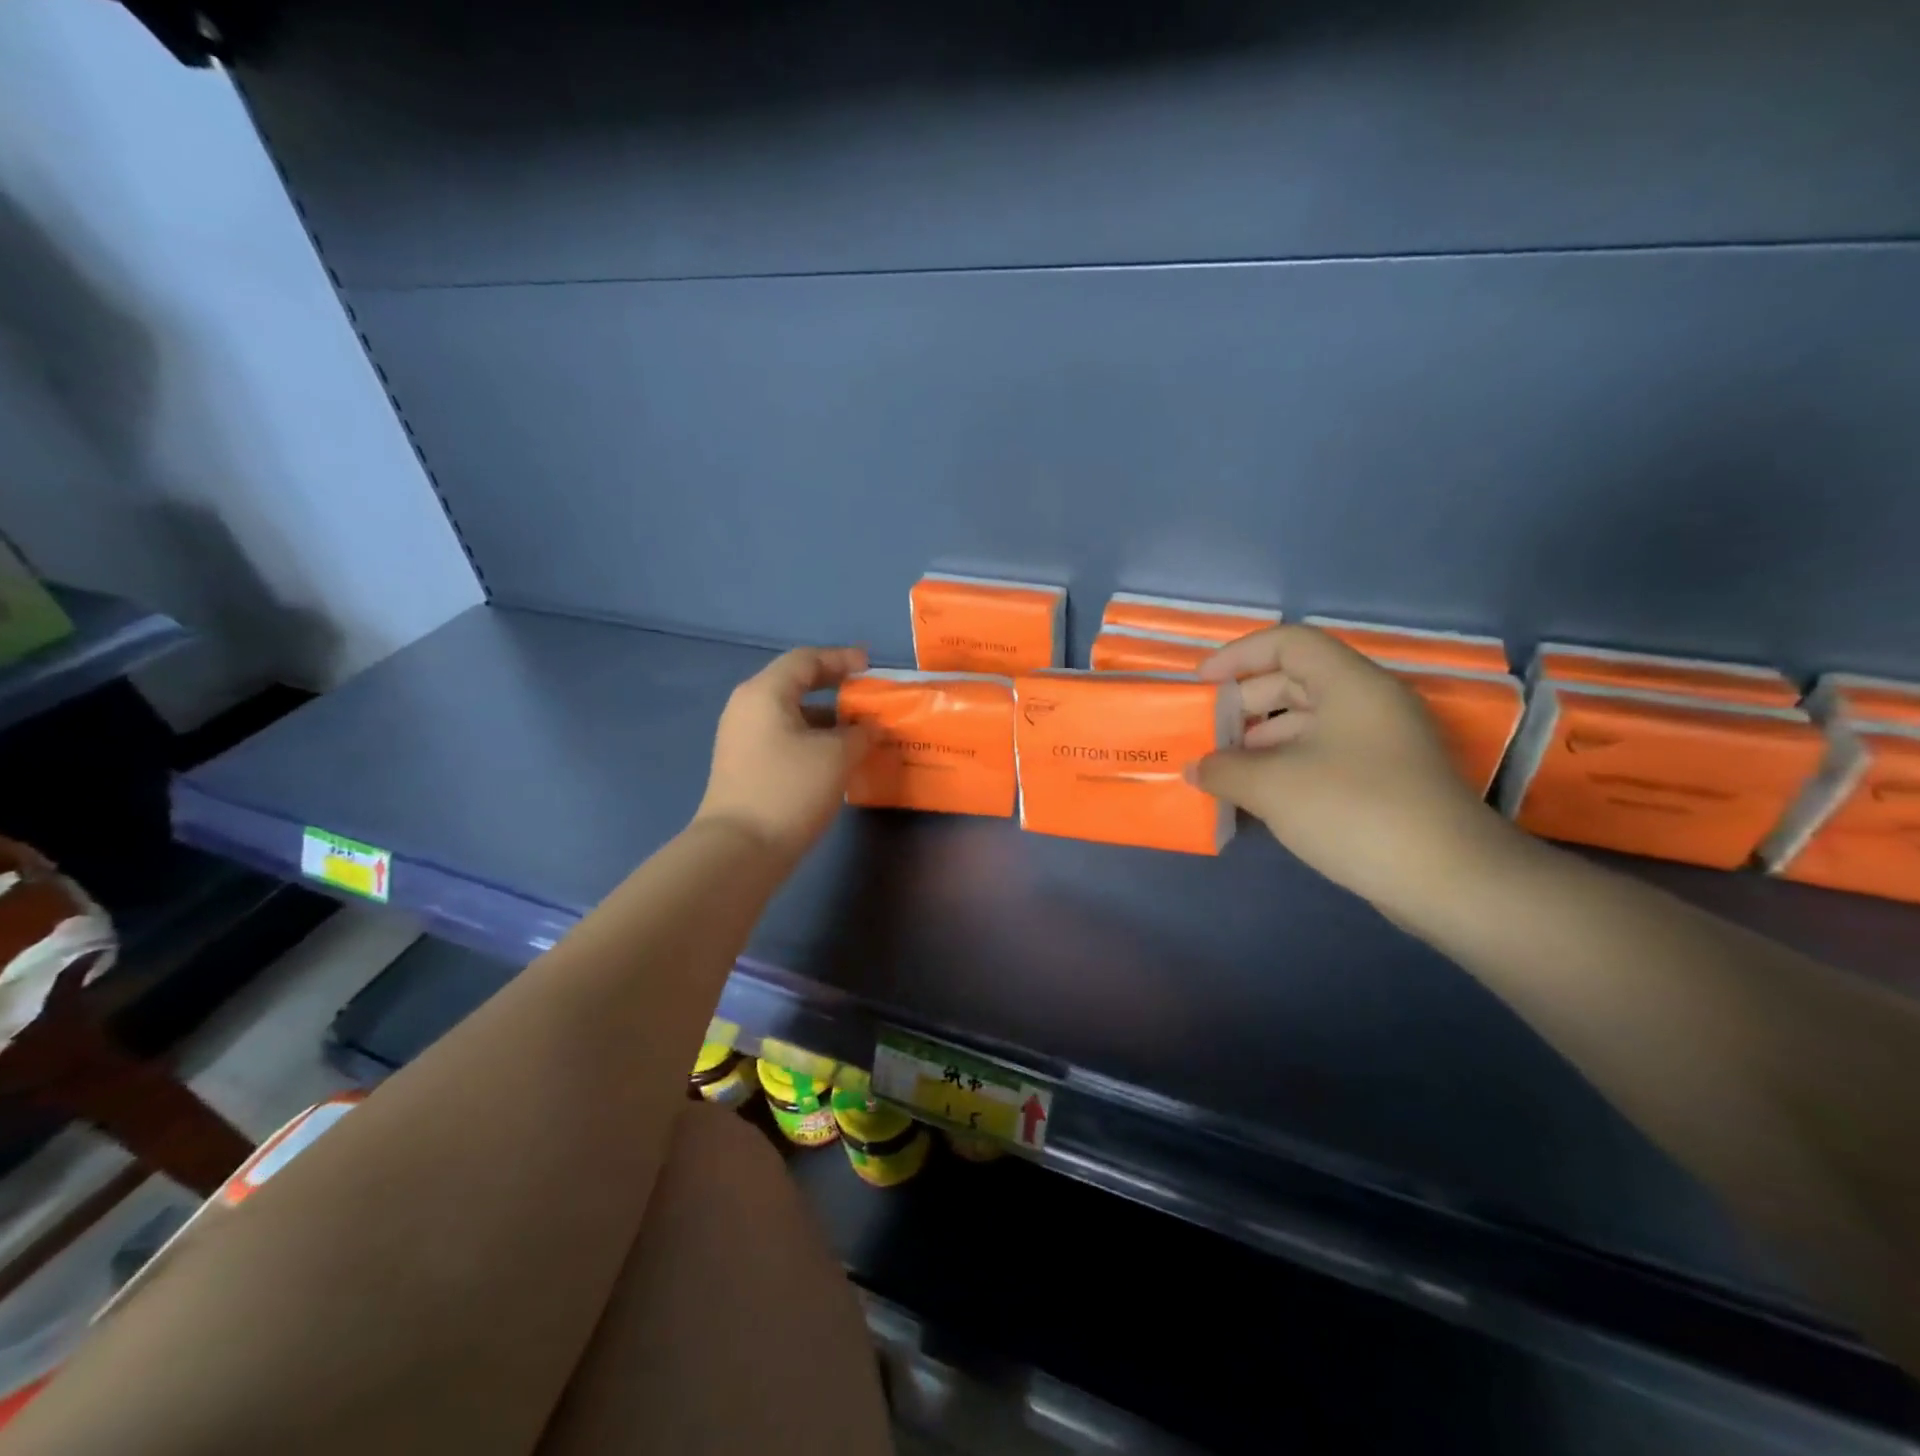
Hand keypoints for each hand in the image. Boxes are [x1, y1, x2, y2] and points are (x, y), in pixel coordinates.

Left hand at [694, 647, 875, 864]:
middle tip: (865, 694)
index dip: (841, 658)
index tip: (870, 666)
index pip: (806, 660)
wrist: (740, 849)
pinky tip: (835, 758)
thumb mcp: (836, 757)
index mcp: (765, 693)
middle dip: (834, 687)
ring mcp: (742, 738)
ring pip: (790, 714)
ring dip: (826, 718)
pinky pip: (784, 737)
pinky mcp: (744, 765)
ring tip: (859, 731)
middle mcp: (748, 707)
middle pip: (795, 684)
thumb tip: (871, 727)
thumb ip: (860, 734)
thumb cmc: (789, 790)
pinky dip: (812, 738)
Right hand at [1191, 626, 1515, 907]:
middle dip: (1244, 705)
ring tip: (1222, 770)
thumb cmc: (1354, 811)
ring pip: (1308, 723)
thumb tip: (1195, 768)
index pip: (1288, 643)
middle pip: (1296, 682)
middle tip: (1206, 733)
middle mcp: (1369, 704)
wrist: (1447, 880)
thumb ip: (1223, 769)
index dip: (1238, 655)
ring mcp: (1380, 744)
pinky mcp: (1385, 781)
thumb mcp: (1273, 786)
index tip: (1201, 684)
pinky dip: (1285, 767)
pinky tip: (1256, 796)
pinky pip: (1322, 756)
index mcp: (1350, 684)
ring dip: (1260, 741)